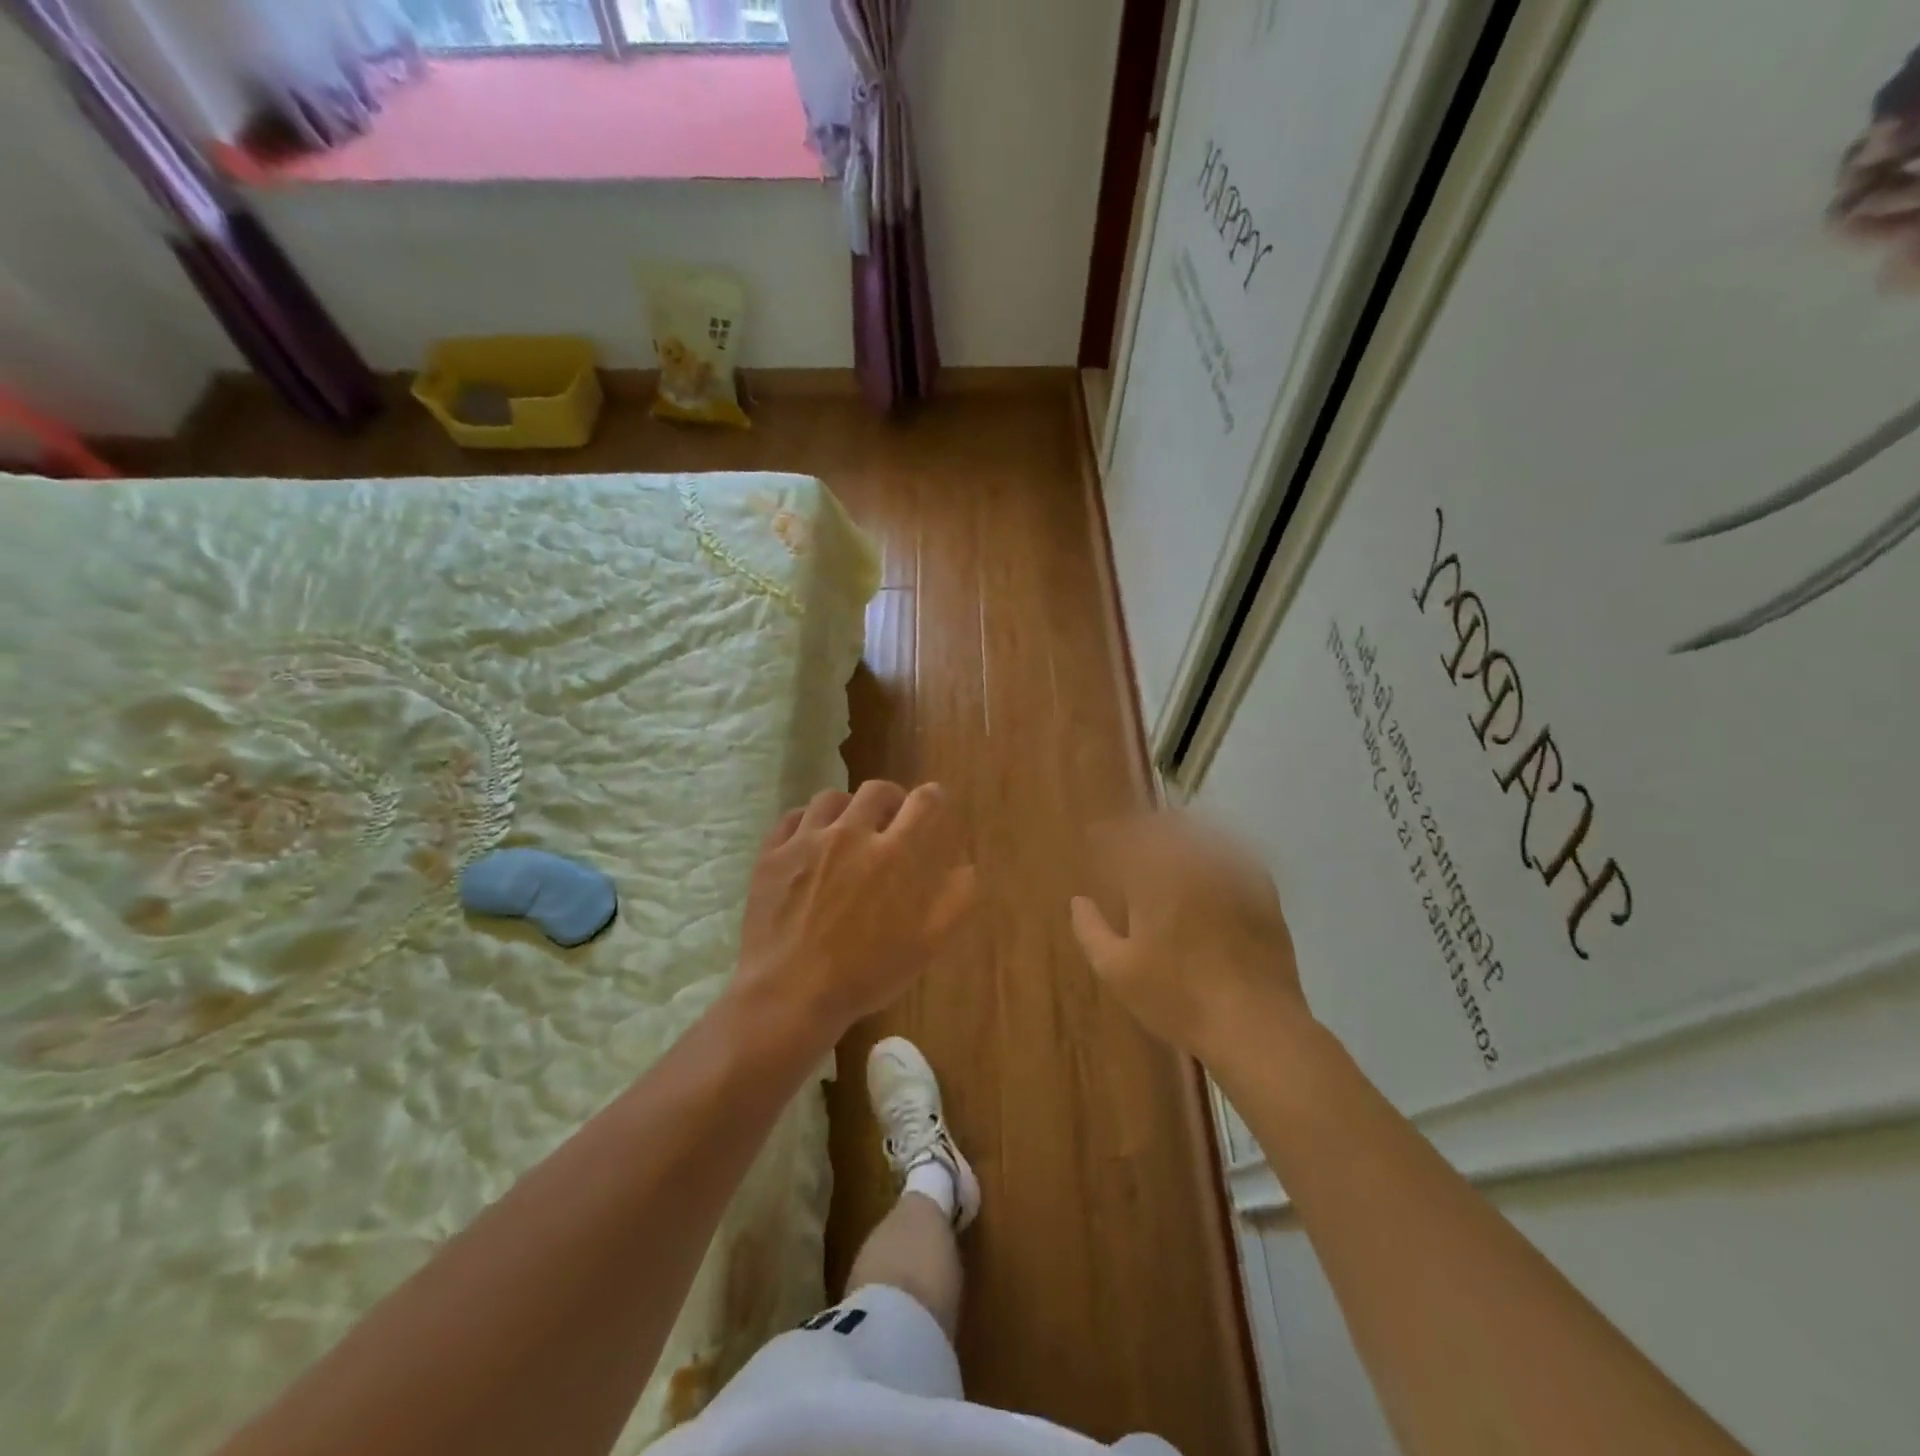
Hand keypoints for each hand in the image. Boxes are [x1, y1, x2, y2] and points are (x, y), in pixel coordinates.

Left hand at [733, 781, 976, 1045]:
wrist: (790, 995)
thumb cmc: (865, 974)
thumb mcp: (928, 945)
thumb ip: (956, 899)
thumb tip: (966, 866)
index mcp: (896, 854)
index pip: (925, 801)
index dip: (934, 798)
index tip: (933, 805)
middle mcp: (852, 833)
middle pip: (877, 790)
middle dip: (891, 800)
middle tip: (891, 821)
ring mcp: (807, 841)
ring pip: (831, 798)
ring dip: (847, 808)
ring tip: (847, 829)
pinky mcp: (772, 854)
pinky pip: (792, 818)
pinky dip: (806, 822)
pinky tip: (809, 840)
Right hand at [1069, 811, 1309, 1067]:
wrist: (1254, 1023)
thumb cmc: (1178, 998)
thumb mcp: (1117, 971)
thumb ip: (1091, 930)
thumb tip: (1078, 901)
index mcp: (1153, 880)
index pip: (1124, 840)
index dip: (1107, 834)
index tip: (1096, 836)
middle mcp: (1192, 864)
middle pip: (1163, 827)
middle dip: (1141, 827)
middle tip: (1128, 837)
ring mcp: (1232, 874)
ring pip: (1200, 833)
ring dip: (1177, 831)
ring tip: (1165, 839)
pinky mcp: (1261, 890)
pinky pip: (1235, 851)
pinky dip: (1216, 845)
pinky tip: (1210, 857)